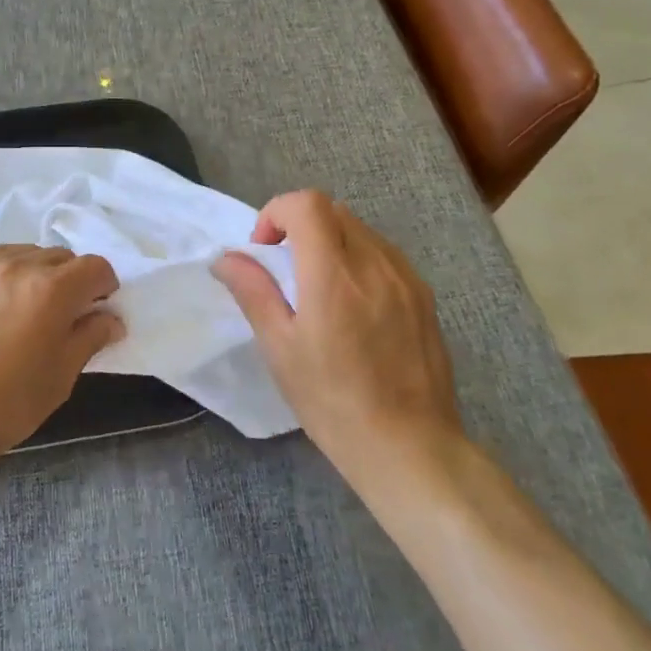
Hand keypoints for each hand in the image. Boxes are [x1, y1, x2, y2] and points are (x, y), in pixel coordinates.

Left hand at [0, 245, 122, 475]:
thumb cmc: (5, 403)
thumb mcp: (60, 376)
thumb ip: (89, 338)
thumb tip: (111, 319)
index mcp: (53, 288)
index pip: (95, 266)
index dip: (105, 286)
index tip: (100, 309)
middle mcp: (20, 264)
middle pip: (61, 256)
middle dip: (73, 280)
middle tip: (66, 314)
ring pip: (27, 254)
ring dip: (39, 273)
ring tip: (29, 308)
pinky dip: (8, 274)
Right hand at [212, 191, 460, 489]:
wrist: (410, 447)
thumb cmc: (333, 402)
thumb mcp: (280, 349)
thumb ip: (253, 292)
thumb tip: (226, 258)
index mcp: (334, 275)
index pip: (306, 204)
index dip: (277, 213)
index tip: (265, 250)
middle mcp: (374, 263)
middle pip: (332, 210)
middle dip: (300, 225)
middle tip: (286, 269)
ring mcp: (405, 277)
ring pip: (359, 229)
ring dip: (330, 240)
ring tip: (319, 288)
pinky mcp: (424, 294)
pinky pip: (384, 253)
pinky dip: (358, 258)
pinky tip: (353, 304)